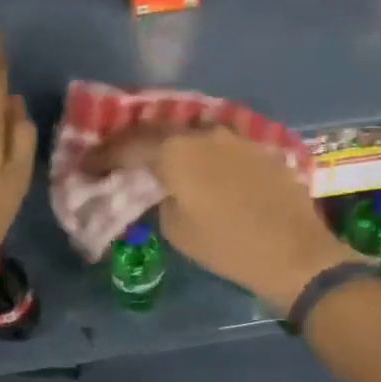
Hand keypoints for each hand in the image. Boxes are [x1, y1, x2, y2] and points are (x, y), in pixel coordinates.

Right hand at [87, 128, 353, 314]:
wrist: (294, 252)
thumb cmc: (227, 245)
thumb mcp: (176, 228)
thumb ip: (159, 197)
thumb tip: (160, 186)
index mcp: (176, 150)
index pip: (128, 145)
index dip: (102, 156)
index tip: (85, 166)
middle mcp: (202, 132)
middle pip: (157, 129)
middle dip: (132, 142)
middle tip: (114, 157)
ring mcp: (233, 136)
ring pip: (189, 132)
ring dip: (167, 143)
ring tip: (152, 157)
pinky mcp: (255, 146)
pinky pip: (215, 142)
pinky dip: (196, 150)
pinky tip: (193, 164)